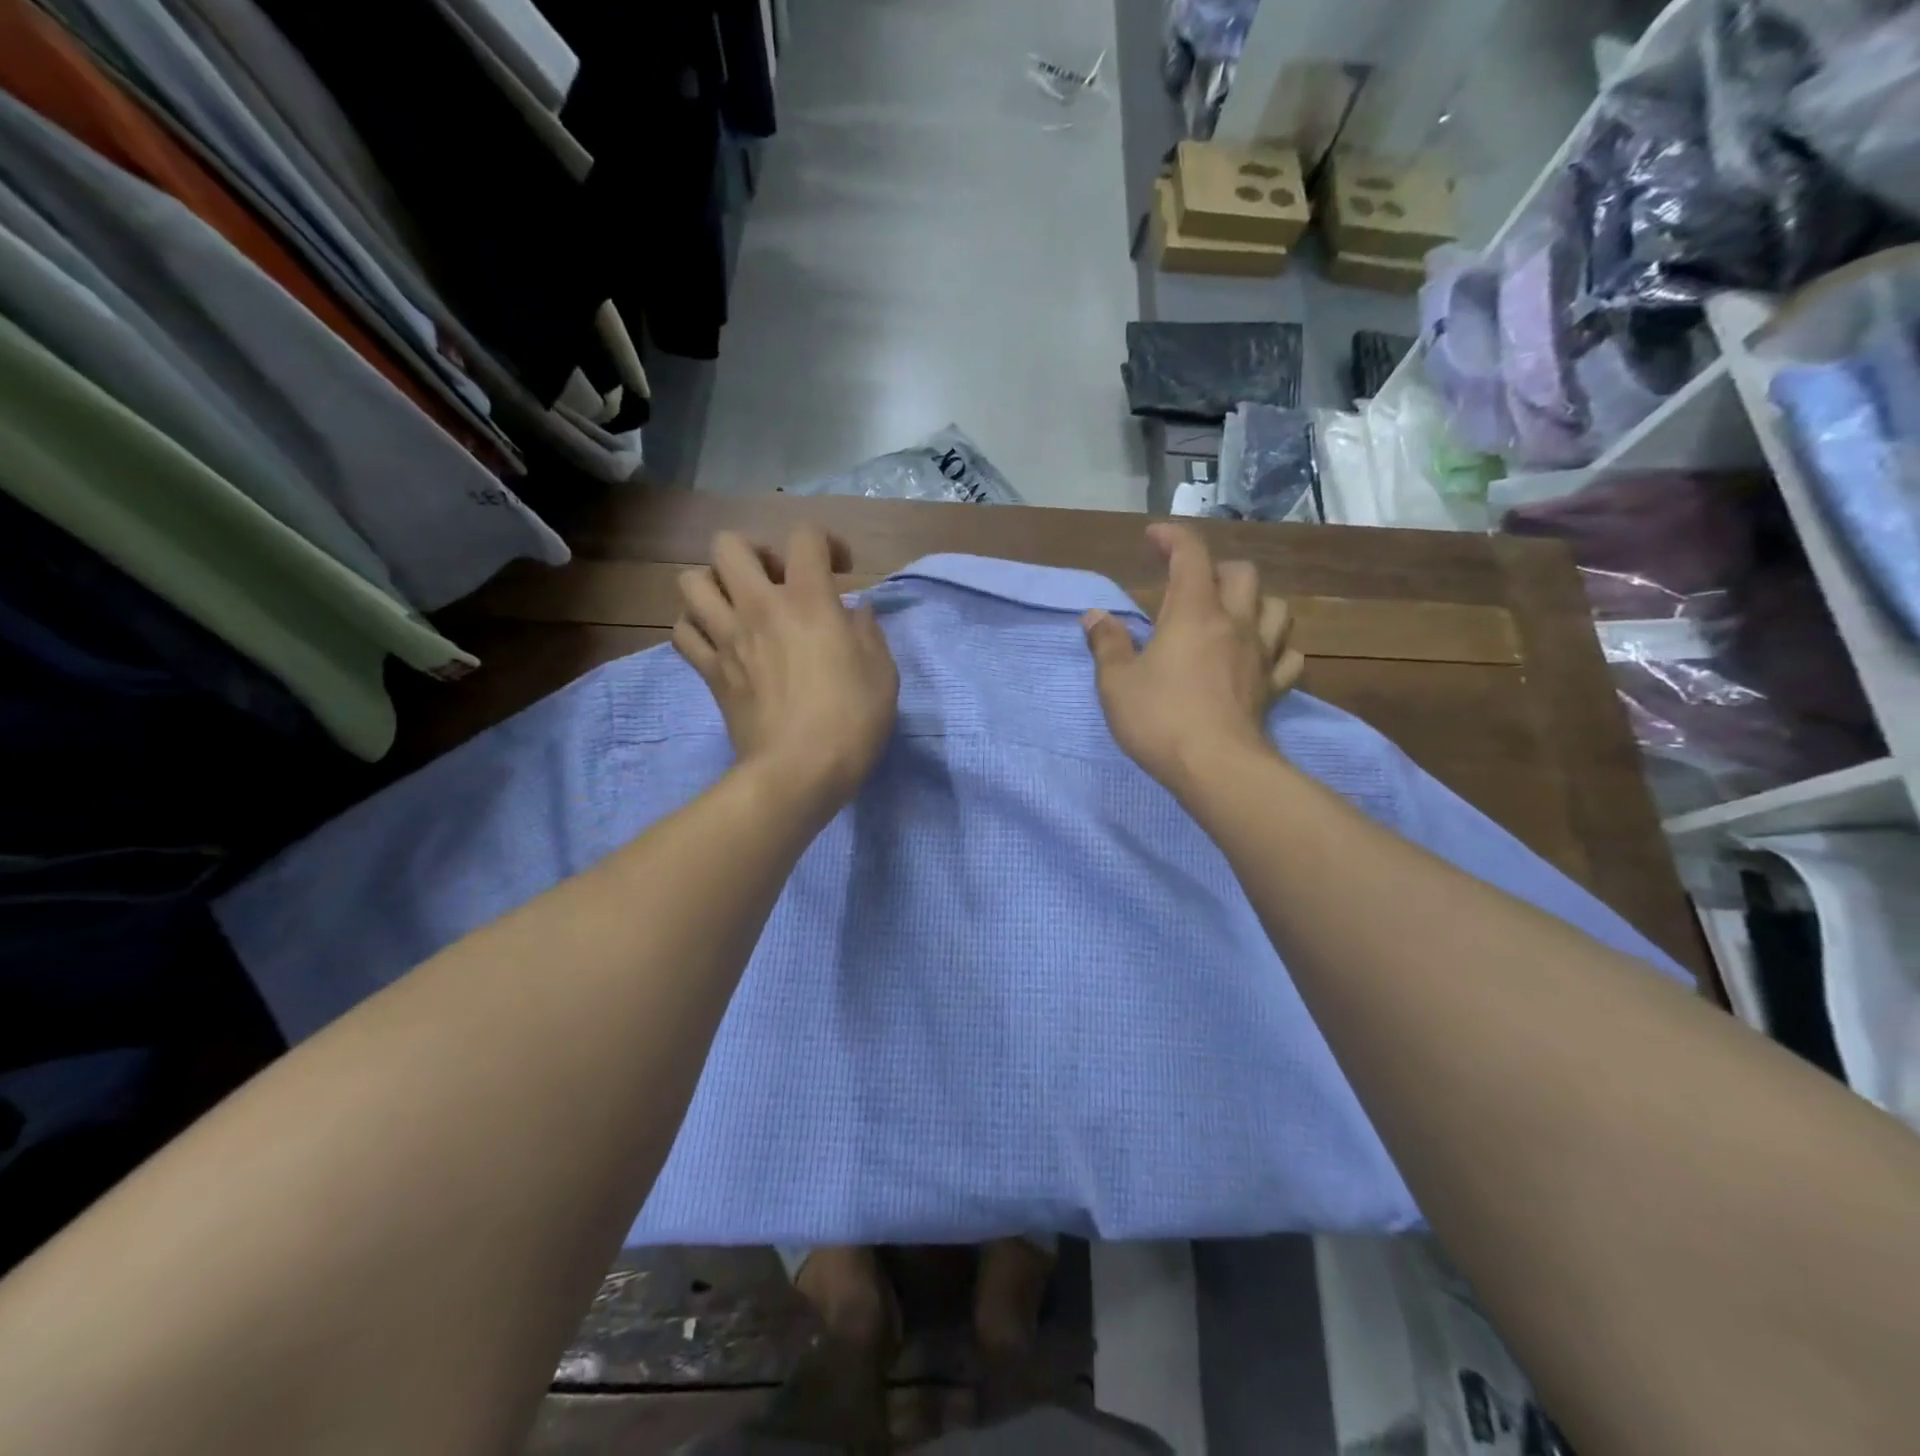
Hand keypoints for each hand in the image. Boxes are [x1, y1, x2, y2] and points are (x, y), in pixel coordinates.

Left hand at [673, 527, 898, 811]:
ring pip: (692, 581)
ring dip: (716, 584)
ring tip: (739, 606)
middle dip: (754, 552)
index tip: (841, 571)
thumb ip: (869, 633)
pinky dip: (696, 627)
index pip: (805, 536)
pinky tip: (720, 640)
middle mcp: (759, 607)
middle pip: (729, 545)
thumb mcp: (883, 674)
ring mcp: (727, 638)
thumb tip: (855, 612)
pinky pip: (682, 631)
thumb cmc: (851, 721)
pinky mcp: (709, 671)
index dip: (826, 542)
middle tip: (777, 582)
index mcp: (808, 600)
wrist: (798, 772)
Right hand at [1083, 523, 1303, 792]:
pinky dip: (1277, 648)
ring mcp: (1260, 655)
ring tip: (1234, 615)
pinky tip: (1262, 657)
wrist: (1215, 767)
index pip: (1191, 555)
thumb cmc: (1159, 719)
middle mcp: (1234, 624)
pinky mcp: (1273, 687)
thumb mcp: (1116, 682)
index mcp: (1194, 613)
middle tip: (1192, 586)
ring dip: (1257, 602)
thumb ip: (1107, 644)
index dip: (1173, 537)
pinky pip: (1289, 656)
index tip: (1154, 537)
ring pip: (1277, 608)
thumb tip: (1095, 617)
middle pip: (1242, 574)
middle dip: (1217, 569)